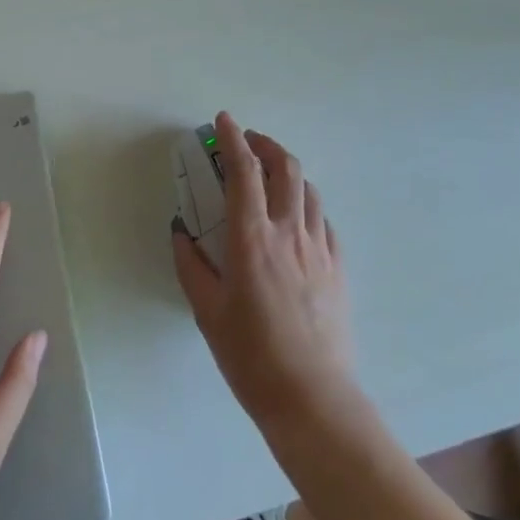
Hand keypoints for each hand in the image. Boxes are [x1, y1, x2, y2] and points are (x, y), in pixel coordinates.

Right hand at [172, 112, 354, 426]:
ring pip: (309, 189)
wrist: (312, 399)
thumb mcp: (207, 311)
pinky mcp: (338, 268)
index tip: (224, 120)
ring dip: (288, 171)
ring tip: (271, 176)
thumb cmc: (251, 356)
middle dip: (266, 144)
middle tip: (248, 142)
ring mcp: (319, 248)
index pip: (244, 170)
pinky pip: (324, 221)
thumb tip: (181, 234)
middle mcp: (289, 232)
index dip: (233, 138)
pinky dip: (307, 205)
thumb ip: (191, 266)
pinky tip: (296, 219)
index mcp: (252, 238)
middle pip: (286, 167)